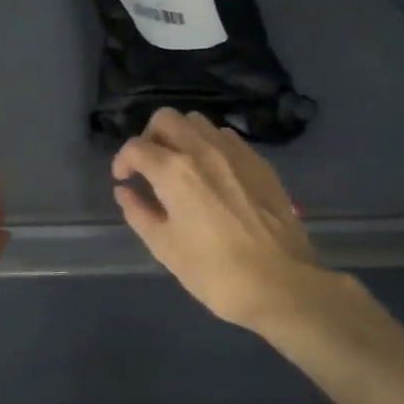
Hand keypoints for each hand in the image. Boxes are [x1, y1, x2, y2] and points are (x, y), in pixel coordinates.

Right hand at [112, 108, 366, 346]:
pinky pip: (227, 137)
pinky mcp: (260, 164)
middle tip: (149, 166)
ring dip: (181, 137)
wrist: (281, 285)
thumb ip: (138, 212)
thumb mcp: (164, 247)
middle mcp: (203, 150)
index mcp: (174, 171)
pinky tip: (213, 174)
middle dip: (150, 137)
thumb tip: (124, 191)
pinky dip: (210, 145)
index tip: (124, 180)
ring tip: (181, 167)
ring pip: (198, 122)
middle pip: (166, 118)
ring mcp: (236, 153)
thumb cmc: (214, 271)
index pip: (136, 147)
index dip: (122, 161)